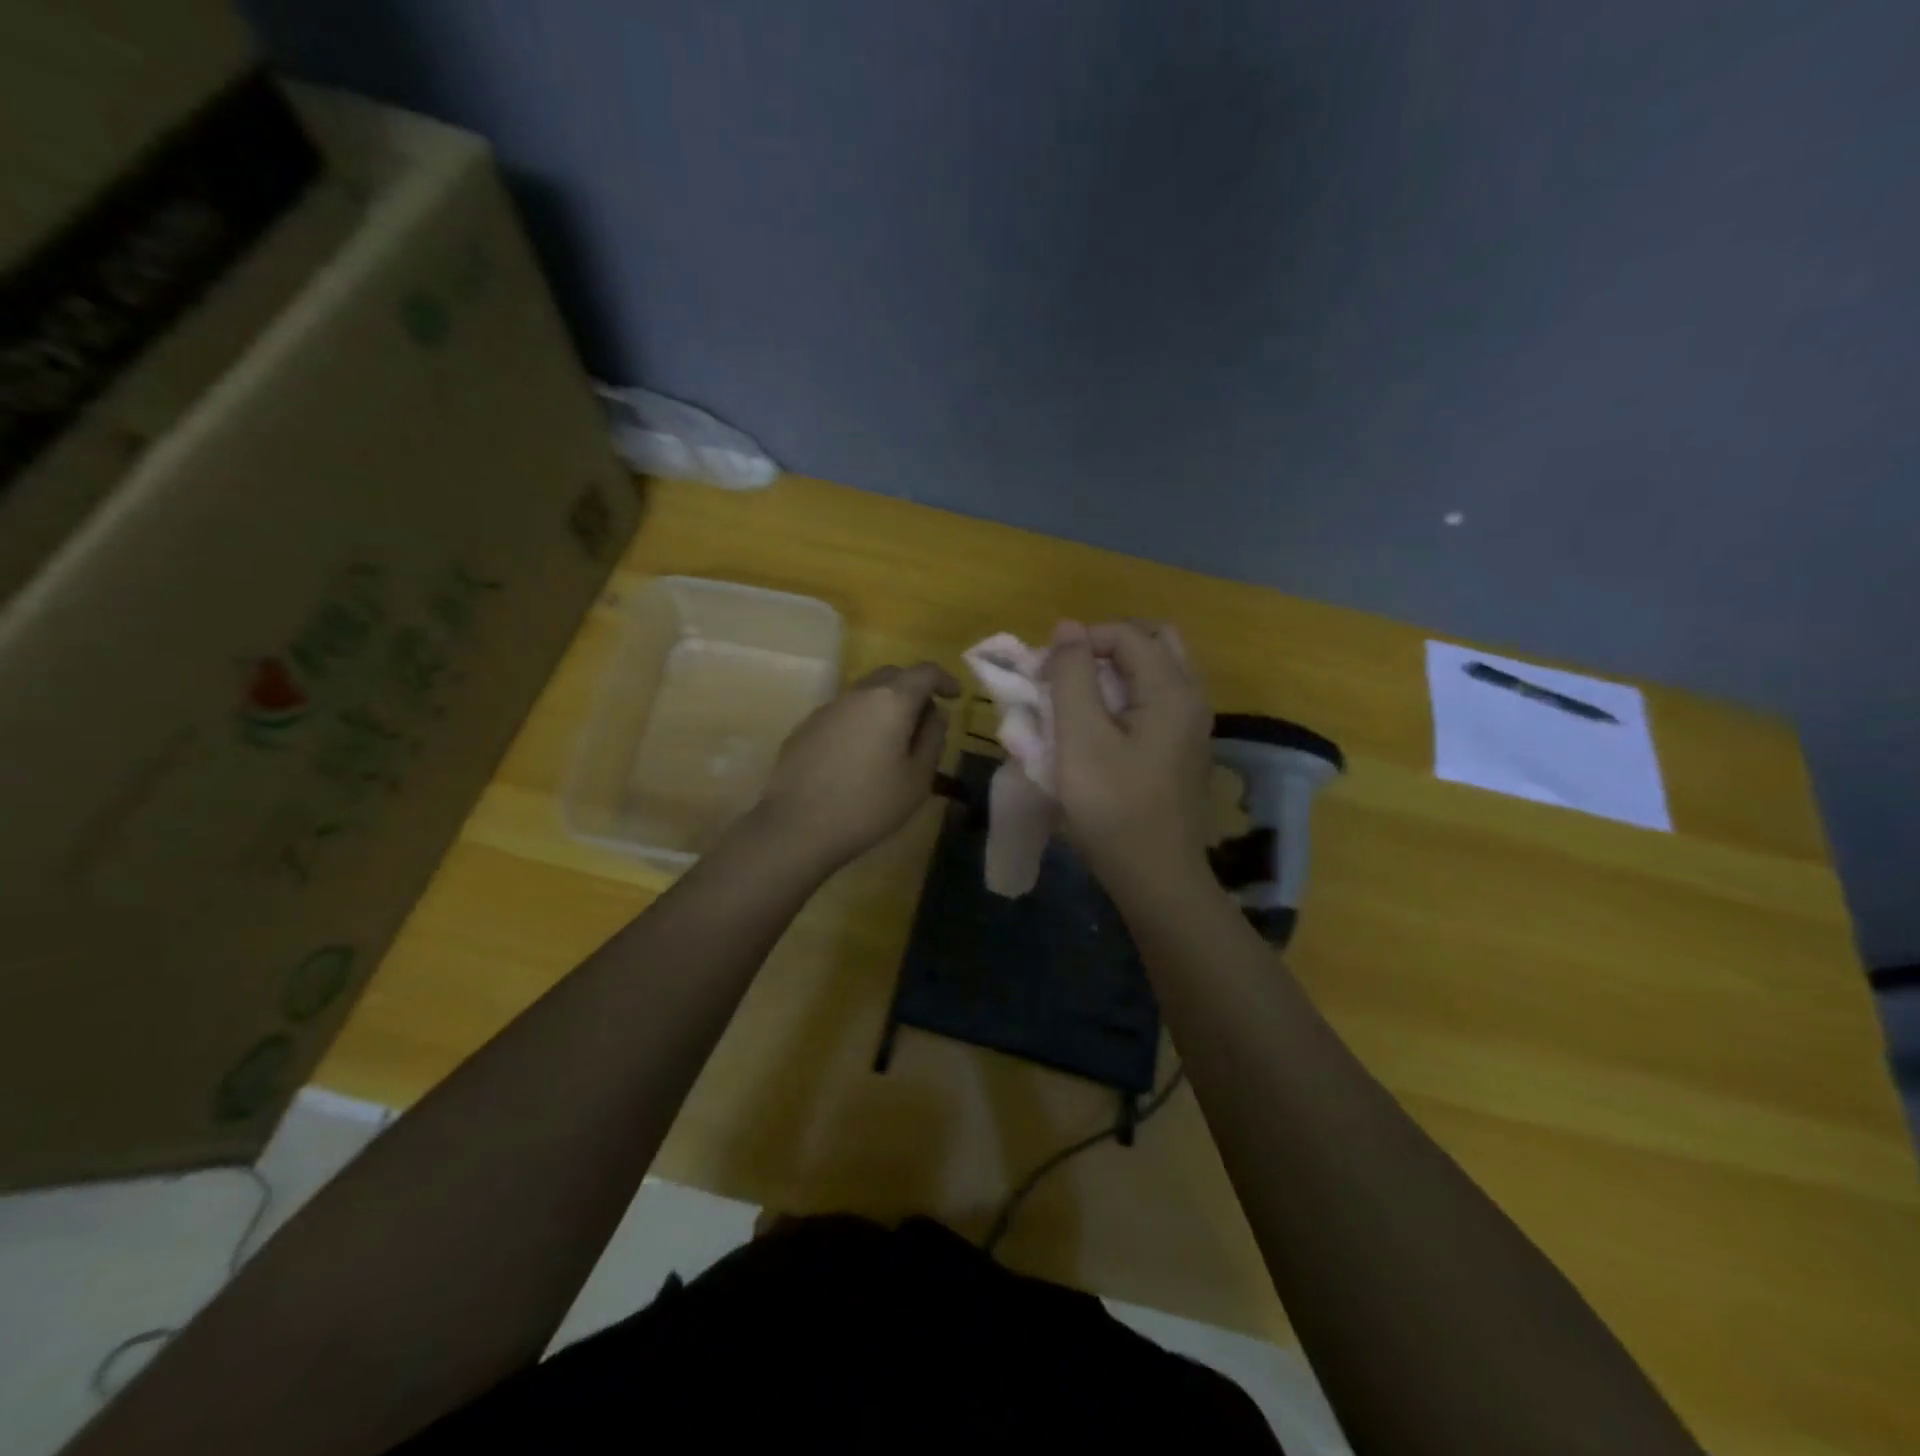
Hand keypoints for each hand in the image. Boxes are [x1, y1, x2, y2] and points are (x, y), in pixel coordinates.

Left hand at [754, 661, 959, 869]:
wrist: (797, 826)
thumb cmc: (869, 805)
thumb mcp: (917, 778)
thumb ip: (932, 738)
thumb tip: (936, 714)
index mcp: (891, 700)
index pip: (925, 672)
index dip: (944, 679)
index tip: (955, 696)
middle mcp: (858, 694)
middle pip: (892, 675)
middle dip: (914, 689)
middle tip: (926, 718)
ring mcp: (828, 708)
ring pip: (865, 693)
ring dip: (885, 706)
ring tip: (894, 740)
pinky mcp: (806, 727)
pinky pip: (843, 713)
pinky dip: (861, 721)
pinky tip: (860, 755)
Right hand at [1045, 621, 1214, 895]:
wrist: (1156, 876)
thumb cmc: (1113, 806)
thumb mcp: (1081, 738)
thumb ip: (1073, 677)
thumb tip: (1068, 627)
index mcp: (1172, 689)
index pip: (1127, 634)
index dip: (1082, 641)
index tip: (1047, 672)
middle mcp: (1191, 697)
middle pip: (1153, 642)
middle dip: (1105, 647)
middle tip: (1069, 674)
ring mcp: (1192, 724)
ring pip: (1156, 671)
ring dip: (1115, 671)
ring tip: (1077, 699)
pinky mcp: (1183, 748)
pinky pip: (1157, 700)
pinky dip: (1126, 696)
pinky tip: (1098, 727)